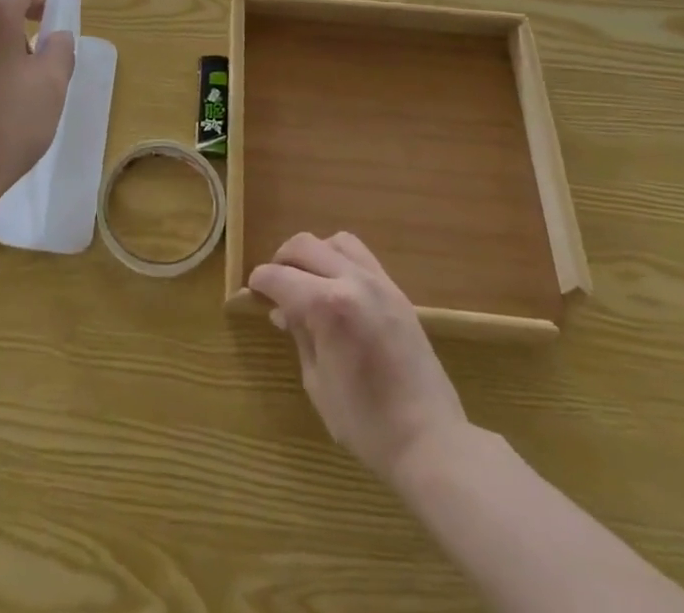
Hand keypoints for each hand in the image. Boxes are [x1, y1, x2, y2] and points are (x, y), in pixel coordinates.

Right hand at [249, 232, 469, 489]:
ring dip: (314, 254)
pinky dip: (340, 261)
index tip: (252, 291)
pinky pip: (362, 257)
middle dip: (282, 259)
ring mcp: (380, 283)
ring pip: (336, 242)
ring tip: (307, 280)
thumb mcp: (317, 382)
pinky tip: (336, 289)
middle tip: (275, 284)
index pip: (280, 277)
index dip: (260, 281)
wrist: (432, 441)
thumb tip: (282, 312)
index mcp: (328, 306)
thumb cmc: (367, 423)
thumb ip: (299, 335)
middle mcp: (353, 282)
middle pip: (305, 245)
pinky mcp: (398, 292)